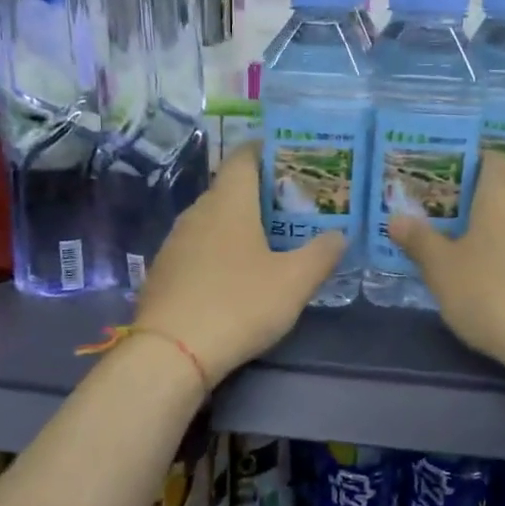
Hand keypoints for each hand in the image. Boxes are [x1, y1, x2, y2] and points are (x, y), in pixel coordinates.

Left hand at [133, 144, 345, 386]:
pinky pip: (198, 248)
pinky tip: (236, 276)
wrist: (171, 353)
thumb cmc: (239, 304)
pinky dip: (220, 251)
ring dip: (240, 225)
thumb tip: (340, 235)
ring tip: (271, 242)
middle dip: (262, 194)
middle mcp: (197, 212)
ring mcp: (175, 242)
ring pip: (213, 220)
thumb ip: (322, 253)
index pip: (245, 156)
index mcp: (228, 202)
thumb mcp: (295, 282)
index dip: (269, 151)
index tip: (295, 161)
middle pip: (231, 189)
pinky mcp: (164, 272)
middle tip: (296, 209)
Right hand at [388, 152, 504, 372]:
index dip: (472, 163)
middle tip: (455, 209)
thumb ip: (419, 240)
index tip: (447, 179)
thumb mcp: (441, 269)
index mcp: (502, 192)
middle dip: (488, 191)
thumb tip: (396, 218)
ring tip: (473, 239)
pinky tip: (498, 269)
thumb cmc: (490, 292)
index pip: (493, 159)